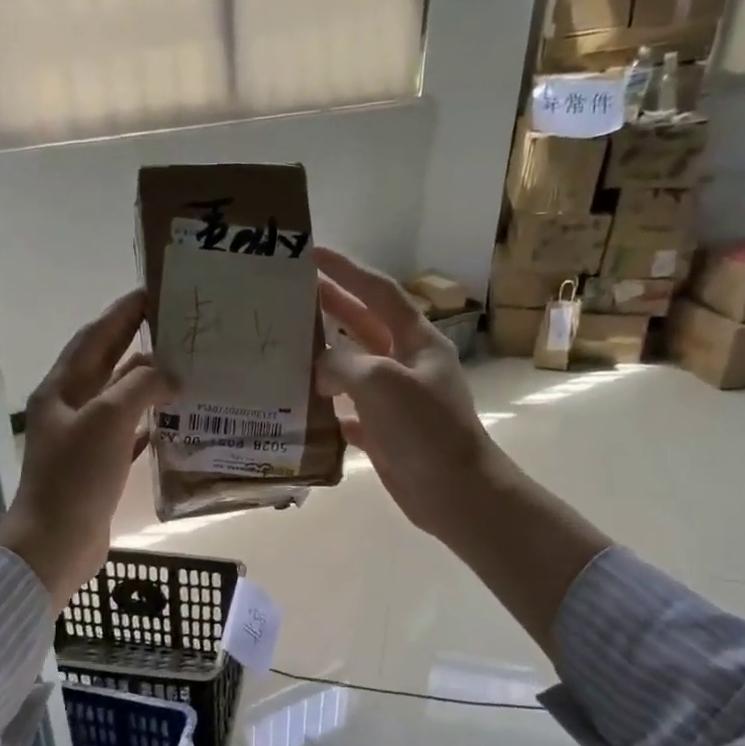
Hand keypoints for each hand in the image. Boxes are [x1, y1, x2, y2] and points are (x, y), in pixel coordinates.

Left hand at [0, 289, 175, 603]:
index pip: (94, 337)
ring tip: (185, 370)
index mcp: (61, 389)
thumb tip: (169, 372)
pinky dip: (149, 423)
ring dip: (148, 384)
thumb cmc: (76, 477)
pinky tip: (174, 420)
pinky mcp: (98, 468)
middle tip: (177, 326)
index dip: (122, 313)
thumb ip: (140, 386)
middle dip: (138, 342)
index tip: (153, 291)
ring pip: (120, 399)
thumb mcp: (108, 420)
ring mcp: (83, 439)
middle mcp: (69, 408)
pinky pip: (128, 434)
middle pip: (107, 364)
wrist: (55, 543)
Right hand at [315, 248, 504, 542]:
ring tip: (288, 346)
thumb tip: (320, 369)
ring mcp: (397, 399)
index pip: (378, 292)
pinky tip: (304, 405)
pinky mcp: (386, 431)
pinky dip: (329, 406)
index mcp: (417, 341)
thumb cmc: (425, 429)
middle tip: (293, 293)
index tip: (313, 254)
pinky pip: (351, 410)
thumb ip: (343, 365)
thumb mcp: (381, 383)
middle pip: (364, 325)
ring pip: (355, 368)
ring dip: (326, 357)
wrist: (455, 491)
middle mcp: (407, 364)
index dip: (347, 270)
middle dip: (332, 307)